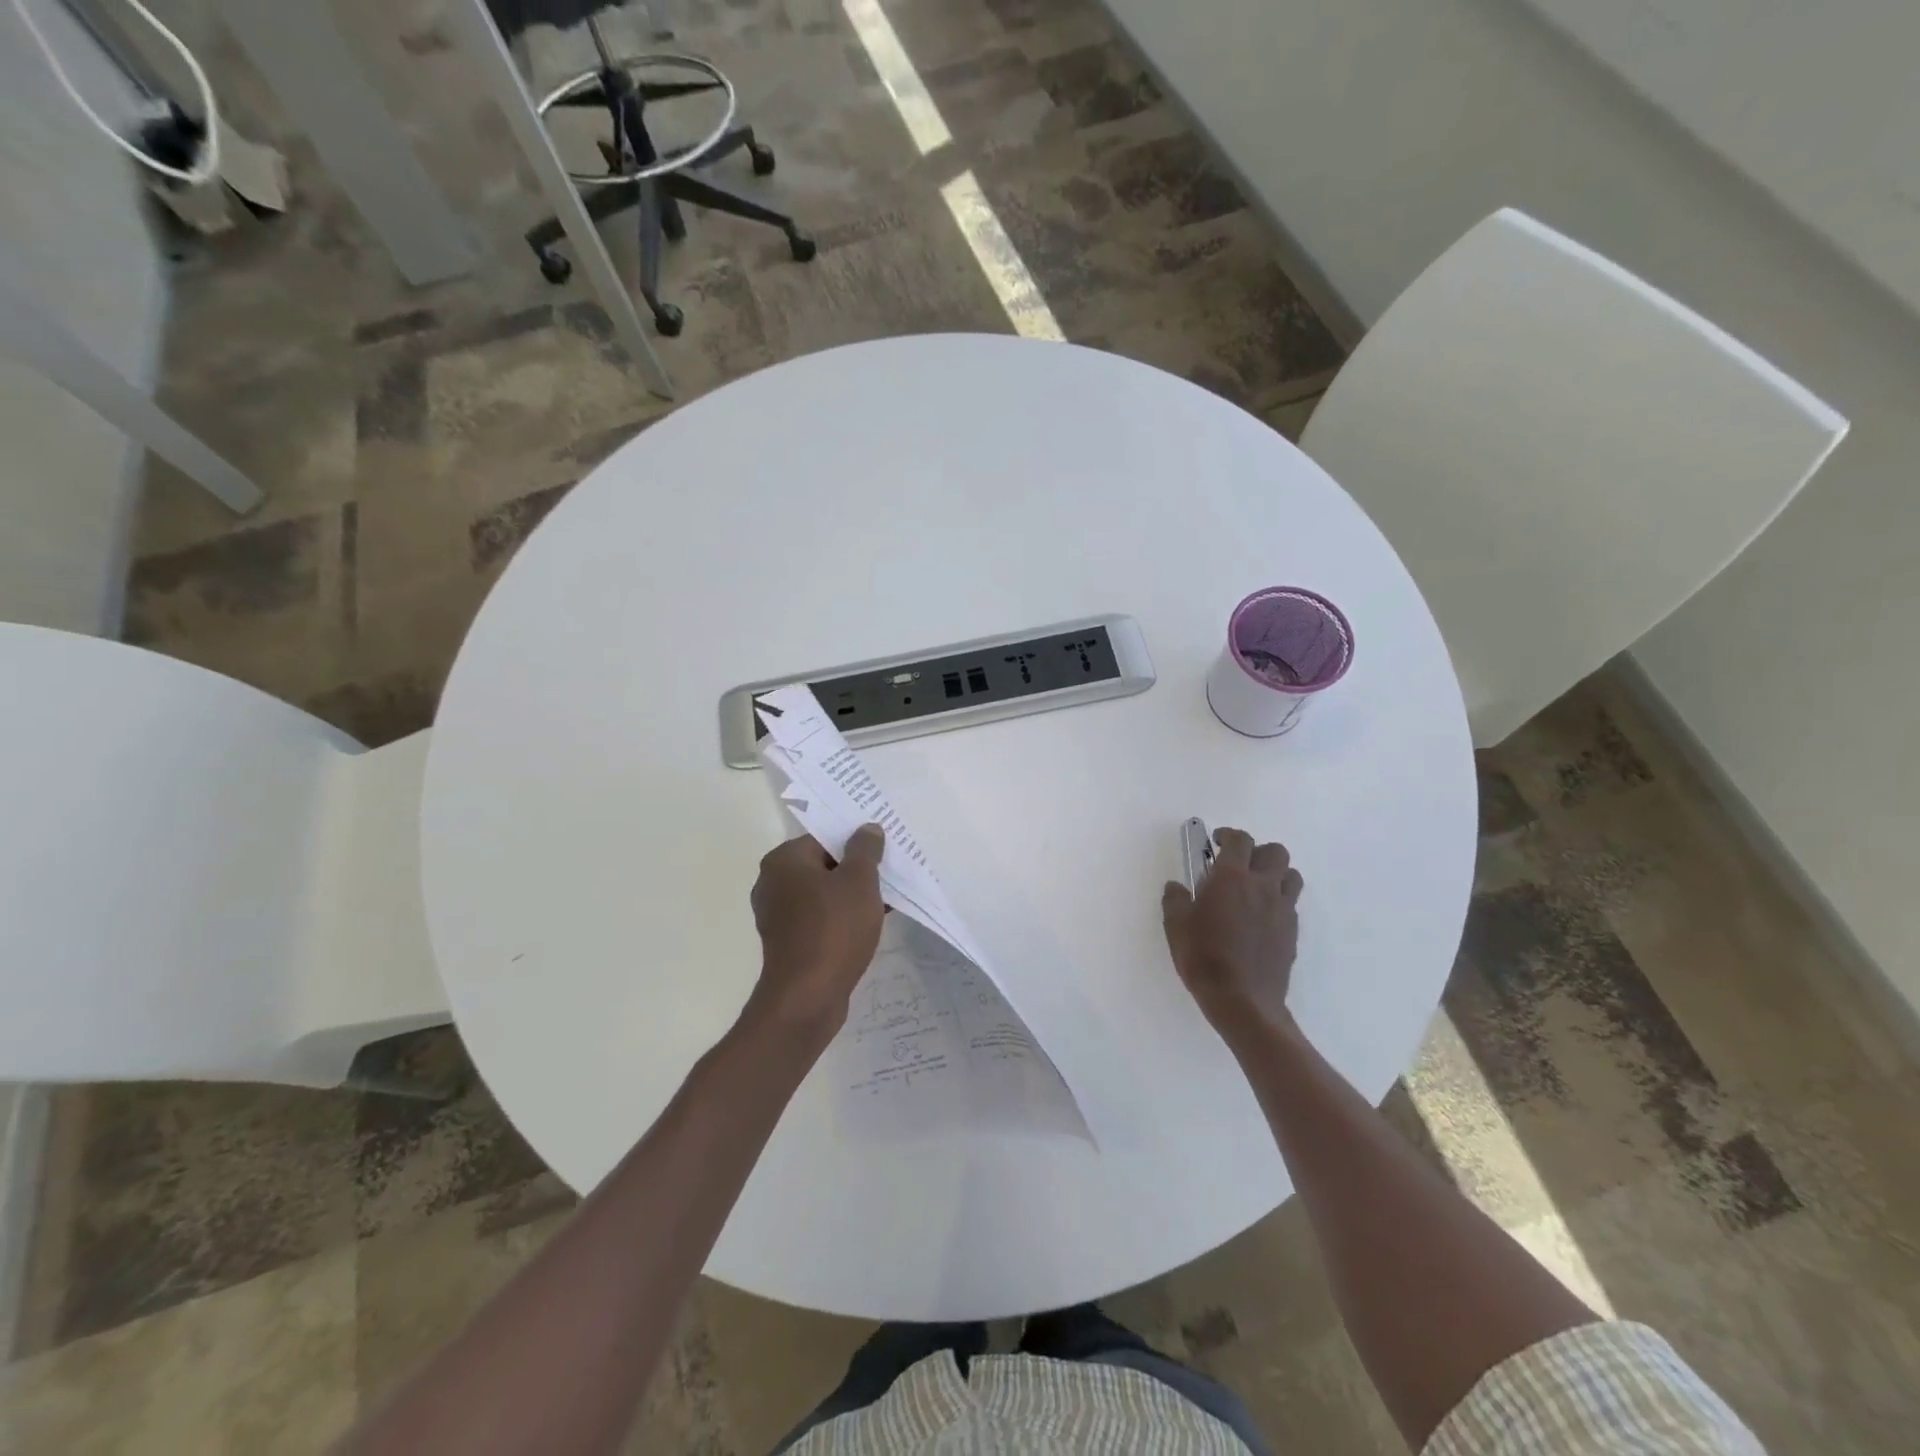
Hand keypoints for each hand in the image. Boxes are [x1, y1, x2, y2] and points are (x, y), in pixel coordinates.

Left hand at [747, 825, 885, 1037]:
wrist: (807, 997)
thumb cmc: (834, 929)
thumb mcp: (859, 881)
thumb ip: (865, 849)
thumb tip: (867, 828)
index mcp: (784, 860)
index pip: (825, 838)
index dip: (857, 843)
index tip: (884, 853)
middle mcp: (773, 882)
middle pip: (823, 865)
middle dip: (856, 870)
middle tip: (888, 875)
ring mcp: (777, 914)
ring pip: (822, 893)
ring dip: (851, 896)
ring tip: (885, 901)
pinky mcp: (786, 941)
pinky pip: (818, 918)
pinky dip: (840, 918)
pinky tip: (868, 925)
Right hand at [1161, 827, 1302, 1046]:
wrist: (1242, 1000)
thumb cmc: (1203, 957)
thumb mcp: (1176, 926)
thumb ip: (1175, 900)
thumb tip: (1177, 887)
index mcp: (1232, 878)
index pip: (1239, 840)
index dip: (1228, 835)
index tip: (1216, 841)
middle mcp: (1262, 887)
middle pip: (1275, 852)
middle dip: (1257, 851)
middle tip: (1238, 864)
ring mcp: (1282, 910)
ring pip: (1291, 875)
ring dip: (1275, 874)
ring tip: (1255, 888)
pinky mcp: (1292, 932)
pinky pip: (1291, 904)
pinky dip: (1278, 902)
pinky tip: (1261, 918)